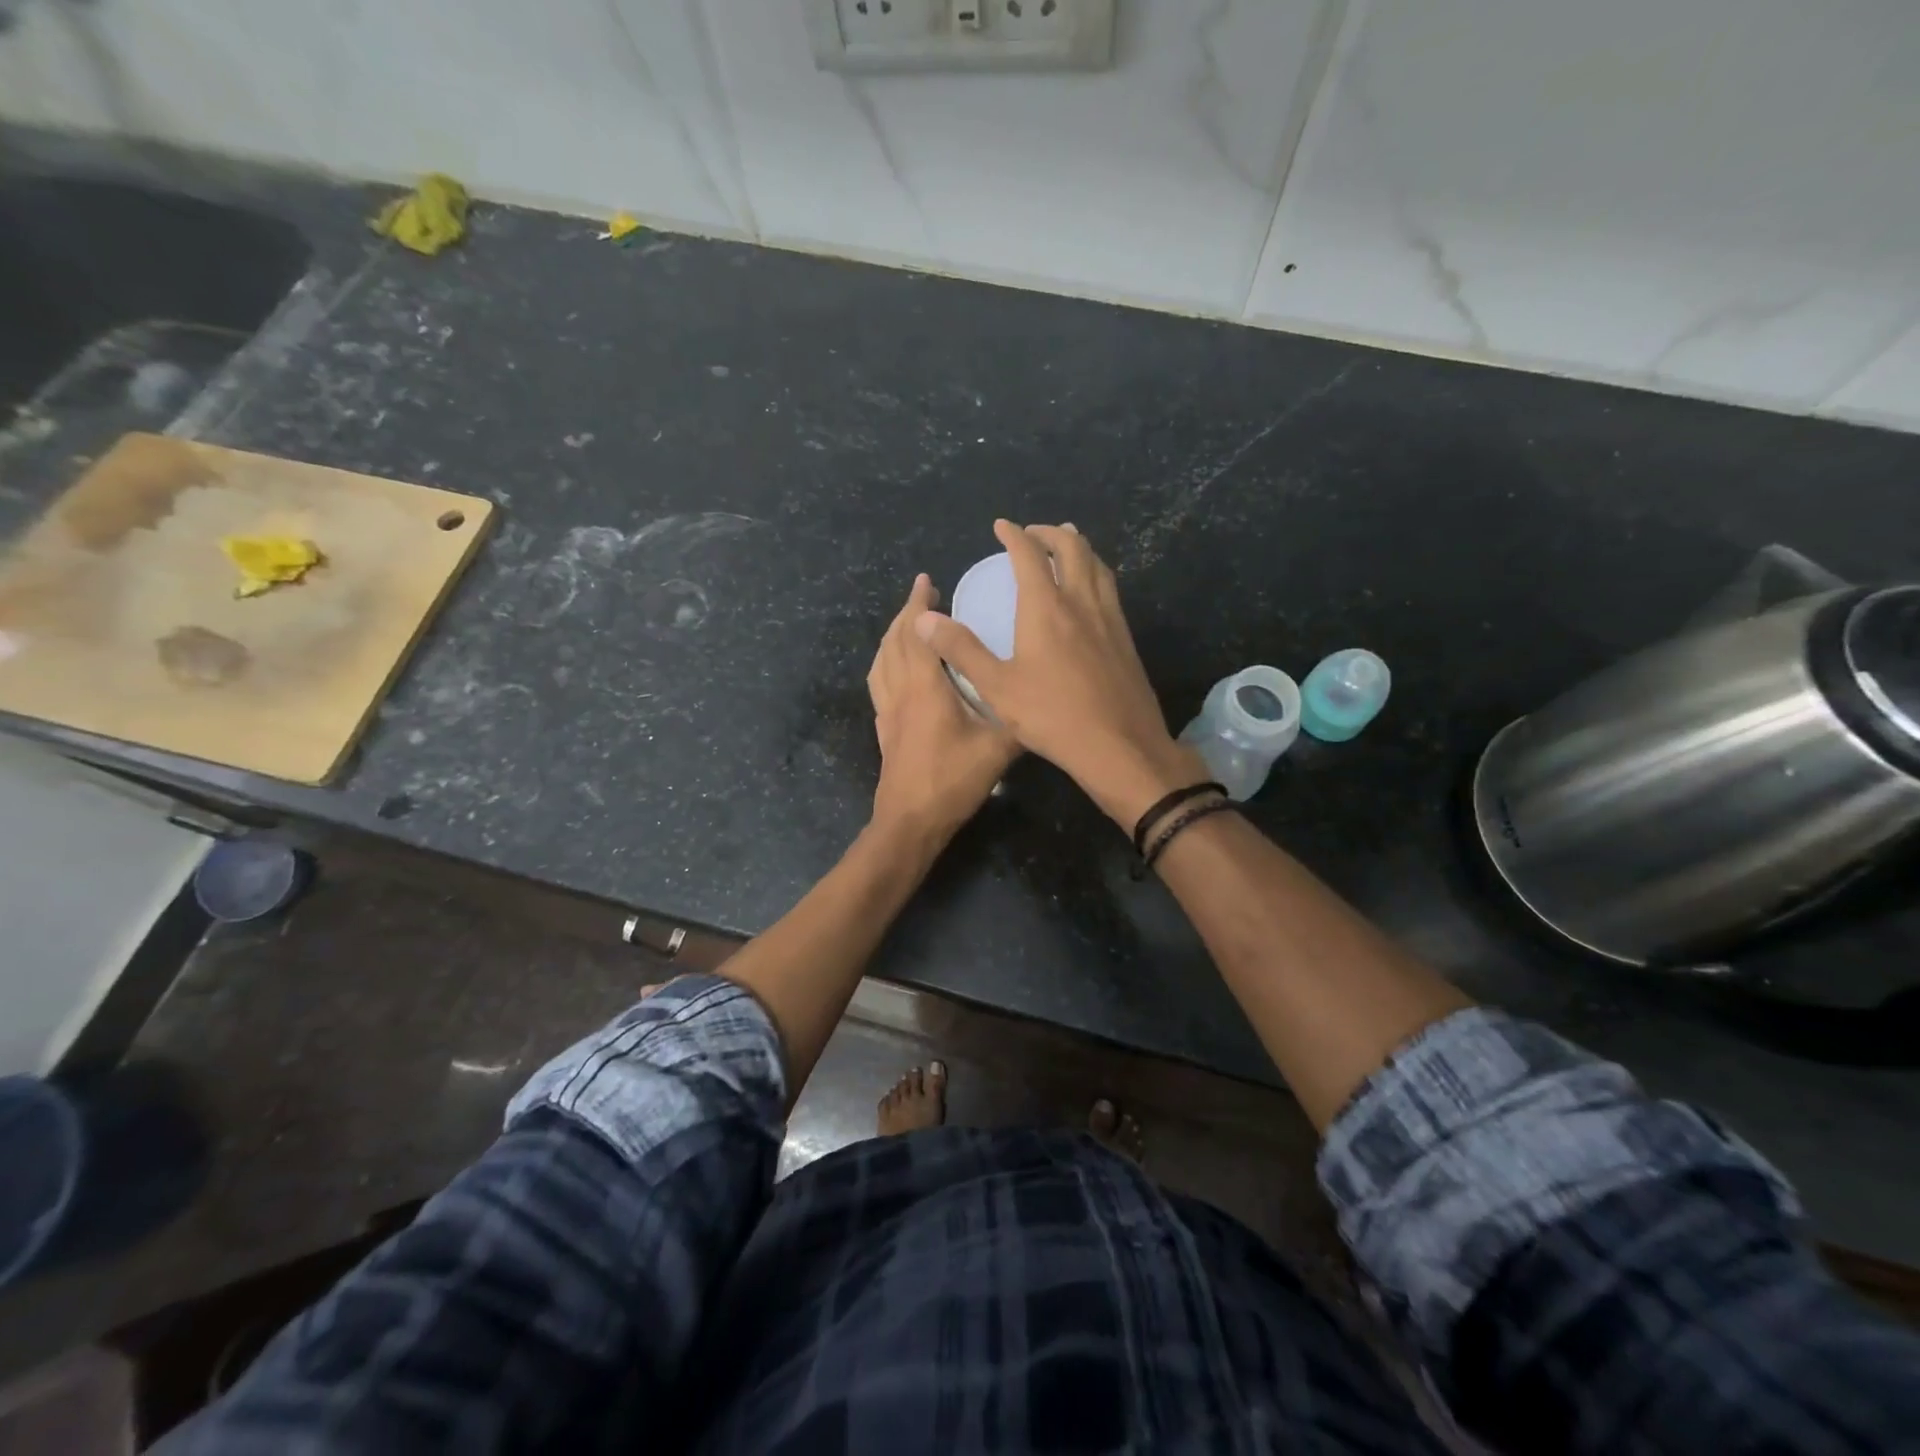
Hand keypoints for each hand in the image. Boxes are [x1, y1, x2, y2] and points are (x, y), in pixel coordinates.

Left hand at [868, 573, 1019, 840]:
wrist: (909, 822)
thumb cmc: (952, 781)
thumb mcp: (998, 749)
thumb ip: (1019, 721)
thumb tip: (1044, 702)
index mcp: (925, 688)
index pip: (918, 634)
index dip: (921, 605)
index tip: (928, 581)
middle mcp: (901, 692)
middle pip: (895, 641)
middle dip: (907, 612)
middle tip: (921, 591)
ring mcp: (887, 711)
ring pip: (881, 660)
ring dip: (892, 635)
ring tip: (907, 623)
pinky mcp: (883, 729)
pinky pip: (878, 682)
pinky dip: (885, 662)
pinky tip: (896, 668)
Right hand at [914, 520, 1205, 827]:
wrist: (1120, 746)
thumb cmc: (1053, 717)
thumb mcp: (997, 687)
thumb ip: (961, 650)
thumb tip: (925, 618)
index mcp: (1047, 608)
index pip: (1029, 555)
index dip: (1014, 535)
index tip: (1002, 526)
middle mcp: (1082, 603)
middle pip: (1072, 549)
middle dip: (1051, 533)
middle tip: (1033, 533)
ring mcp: (1110, 620)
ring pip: (1098, 566)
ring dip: (1079, 548)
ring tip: (1067, 545)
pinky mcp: (1126, 640)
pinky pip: (1110, 590)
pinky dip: (1095, 573)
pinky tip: (1091, 593)